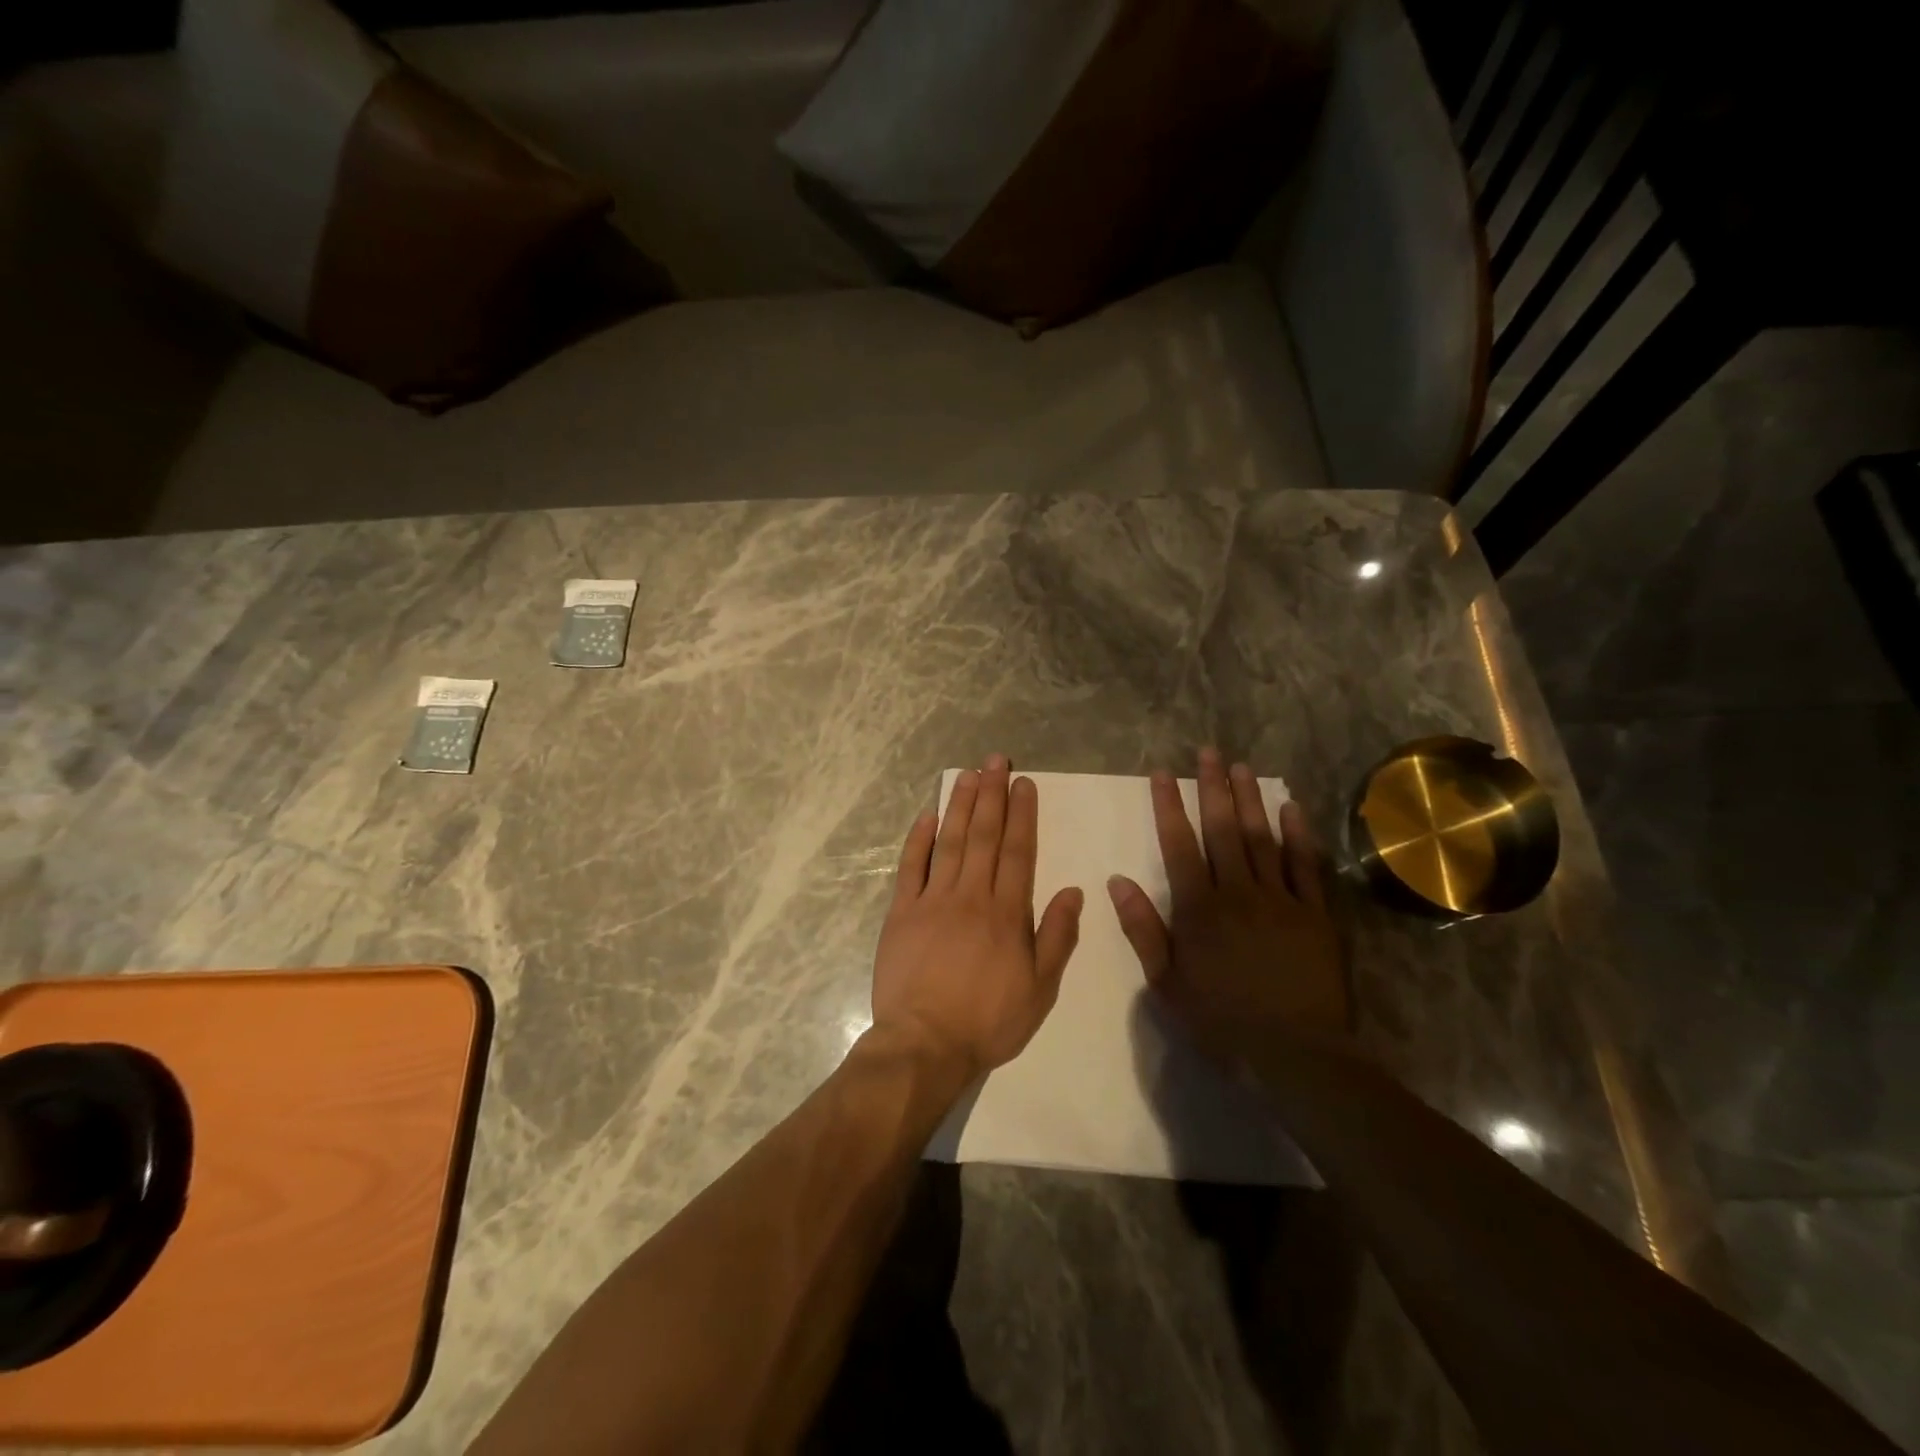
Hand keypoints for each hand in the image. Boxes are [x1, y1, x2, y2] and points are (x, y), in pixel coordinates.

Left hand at [870, 755, 1084, 1080]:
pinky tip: (926, 815)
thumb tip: (1074, 891)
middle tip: (995, 761)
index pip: (1017, 851)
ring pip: (949, 842)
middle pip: (983, 835)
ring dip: (959, 805)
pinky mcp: (902, 912)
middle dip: (992, 795)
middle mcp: (971, 895)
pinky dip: (918, 839)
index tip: (1023, 783)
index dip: (1022, 814)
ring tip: (968, 774)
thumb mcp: (1040, 989)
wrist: (925, 1043)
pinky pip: (911, 867)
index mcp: (1007, 912)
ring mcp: (933, 900)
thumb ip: (1057, 937)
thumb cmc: (988, 1020)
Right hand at [1107, 749, 1348, 1072]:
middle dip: (1212, 788)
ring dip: (1250, 800)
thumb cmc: (1221, 1020)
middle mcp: (1238, 892)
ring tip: (1242, 767)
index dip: (1169, 806)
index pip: (1179, 845)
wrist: (1295, 1053)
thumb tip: (1117, 882)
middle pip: (1223, 830)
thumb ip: (1143, 929)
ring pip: (1262, 838)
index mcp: (1199, 909)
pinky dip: (1298, 835)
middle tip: (1208, 752)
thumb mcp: (1166, 983)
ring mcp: (1281, 900)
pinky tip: (1291, 808)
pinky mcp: (1316, 914)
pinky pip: (1306, 866)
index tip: (1163, 773)